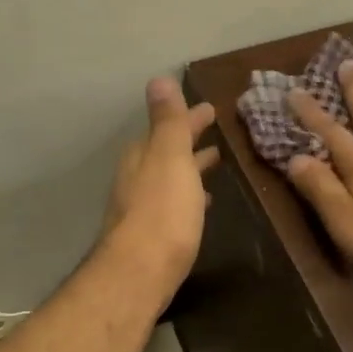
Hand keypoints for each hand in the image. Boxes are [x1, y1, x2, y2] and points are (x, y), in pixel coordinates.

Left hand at [100, 77, 220, 295]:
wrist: (140, 272)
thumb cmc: (162, 211)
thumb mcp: (170, 157)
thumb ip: (168, 121)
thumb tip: (159, 79)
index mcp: (144, 155)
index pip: (168, 126)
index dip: (190, 117)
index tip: (211, 109)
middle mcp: (137, 176)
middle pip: (167, 150)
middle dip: (189, 140)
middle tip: (215, 133)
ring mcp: (141, 206)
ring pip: (170, 177)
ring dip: (190, 167)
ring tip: (214, 163)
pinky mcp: (151, 233)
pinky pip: (173, 202)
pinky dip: (188, 195)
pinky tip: (201, 204)